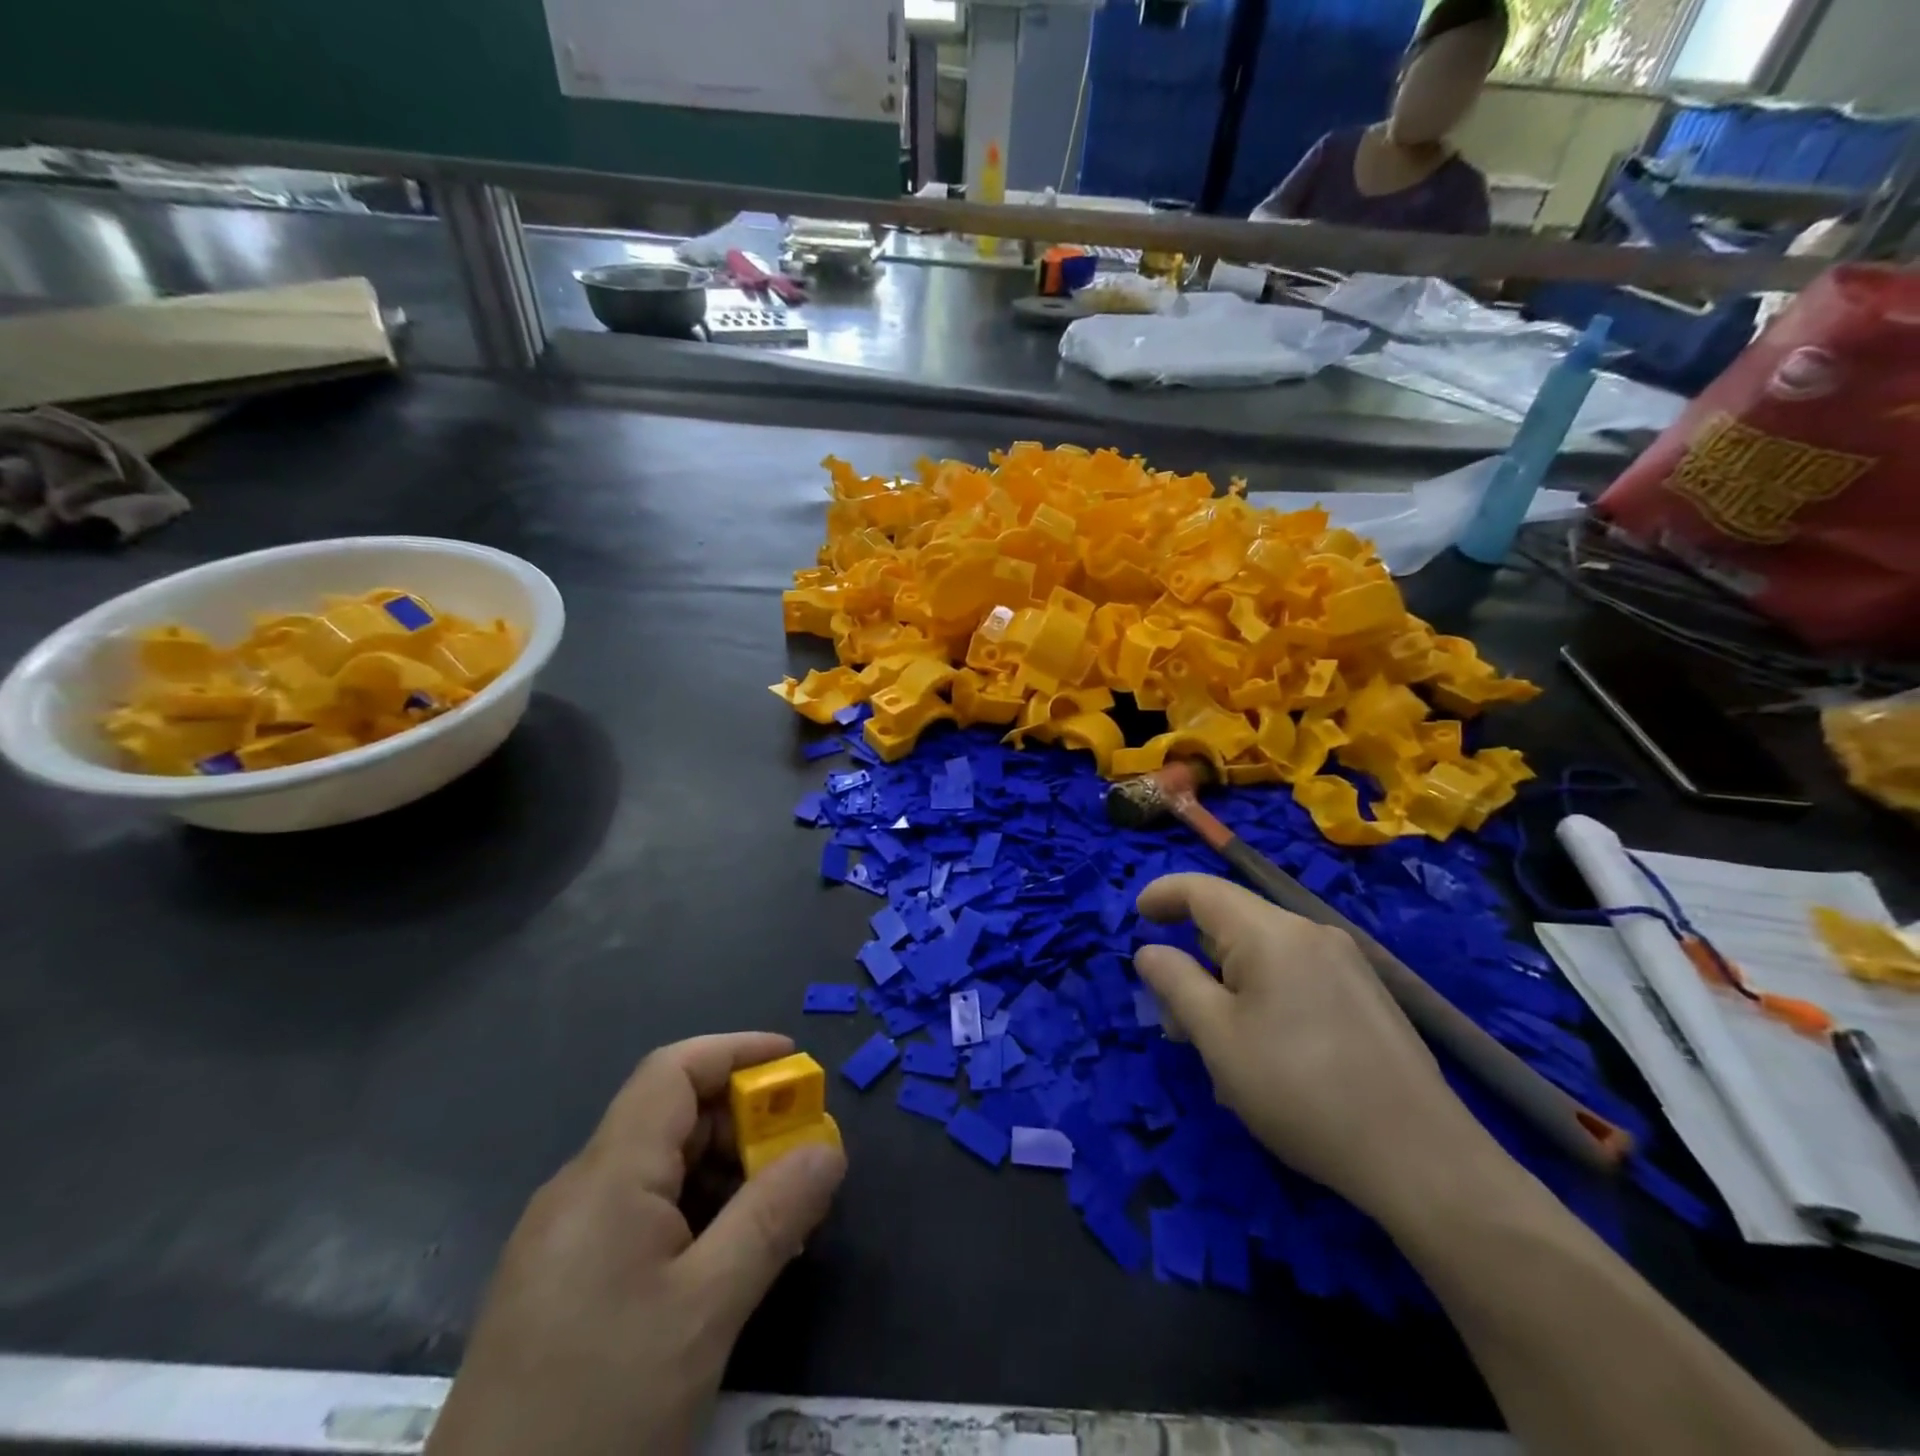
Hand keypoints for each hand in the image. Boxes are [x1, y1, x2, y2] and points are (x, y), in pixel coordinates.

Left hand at [425, 1033, 846, 1455]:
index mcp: (606, 1177)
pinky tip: (727, 1255)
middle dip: (741, 1119)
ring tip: (777, 1209)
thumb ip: (773, 1217)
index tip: (795, 1062)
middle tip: (801, 1151)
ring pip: (658, 1167)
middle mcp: (579, 1190)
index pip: (673, 1071)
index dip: (737, 1050)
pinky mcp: (560, 1282)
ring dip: (723, 1170)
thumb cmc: (601, 1408)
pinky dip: (694, 1210)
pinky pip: (639, 1213)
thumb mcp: (706, 1311)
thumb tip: (829, 1150)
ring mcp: (564, 1238)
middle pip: (670, 1117)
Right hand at [1133, 874, 1490, 1213]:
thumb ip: (1175, 983)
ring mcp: (1345, 963)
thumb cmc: (1300, 1090)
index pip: (1203, 890)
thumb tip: (1150, 952)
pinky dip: (1263, 995)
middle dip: (1195, 956)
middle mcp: (1310, 933)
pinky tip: (1266, 1052)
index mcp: (1271, 933)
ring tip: (1218, 1045)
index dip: (1163, 895)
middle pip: (1233, 922)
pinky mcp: (1366, 995)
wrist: (1423, 1160)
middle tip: (1173, 1014)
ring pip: (1264, 954)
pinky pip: (1296, 976)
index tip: (1136, 917)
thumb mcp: (1218, 1039)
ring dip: (1227, 983)